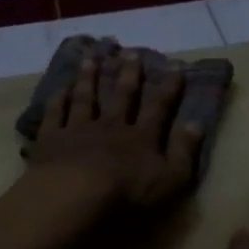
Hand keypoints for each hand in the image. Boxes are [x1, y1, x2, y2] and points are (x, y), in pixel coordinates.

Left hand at [26, 48, 203, 211]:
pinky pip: (55, 115)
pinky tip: (59, 88)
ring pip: (85, 98)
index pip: (158, 107)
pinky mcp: (51, 140)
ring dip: (89, 78)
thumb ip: (184, 151)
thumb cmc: (127, 193)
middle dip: (128, 74)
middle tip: (130, 53)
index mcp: (140, 137)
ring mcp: (78, 130)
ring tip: (91, 59)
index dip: (168, 87)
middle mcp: (110, 126)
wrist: (74, 195)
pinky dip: (57, 100)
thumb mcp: (170, 179)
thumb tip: (196, 123)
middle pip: (121, 96)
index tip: (175, 65)